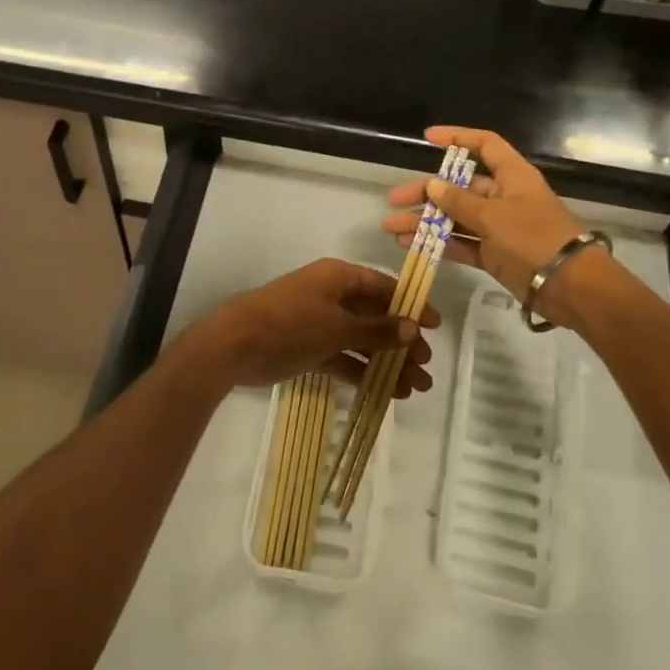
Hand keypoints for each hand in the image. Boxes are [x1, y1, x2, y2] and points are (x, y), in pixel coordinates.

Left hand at [173, 258, 439, 396]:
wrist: (235, 345)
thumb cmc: (290, 324)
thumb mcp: (337, 326)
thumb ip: (376, 330)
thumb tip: (412, 328)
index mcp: (339, 277)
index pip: (383, 287)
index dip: (410, 306)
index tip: (434, 327)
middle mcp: (331, 296)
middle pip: (375, 316)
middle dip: (401, 341)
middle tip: (424, 367)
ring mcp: (319, 323)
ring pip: (361, 341)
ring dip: (386, 362)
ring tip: (415, 388)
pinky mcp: (309, 348)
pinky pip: (344, 358)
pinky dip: (363, 372)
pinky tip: (387, 392)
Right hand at [384, 126, 589, 317]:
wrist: (570, 287)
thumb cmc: (535, 238)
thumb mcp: (494, 216)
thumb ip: (459, 202)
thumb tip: (432, 184)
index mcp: (512, 176)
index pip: (484, 145)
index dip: (457, 138)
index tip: (428, 138)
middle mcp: (503, 197)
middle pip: (459, 186)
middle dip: (425, 192)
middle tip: (394, 201)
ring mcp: (498, 227)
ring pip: (455, 218)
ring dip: (424, 222)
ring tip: (391, 229)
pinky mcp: (494, 254)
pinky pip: (460, 243)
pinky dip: (438, 244)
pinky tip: (410, 245)